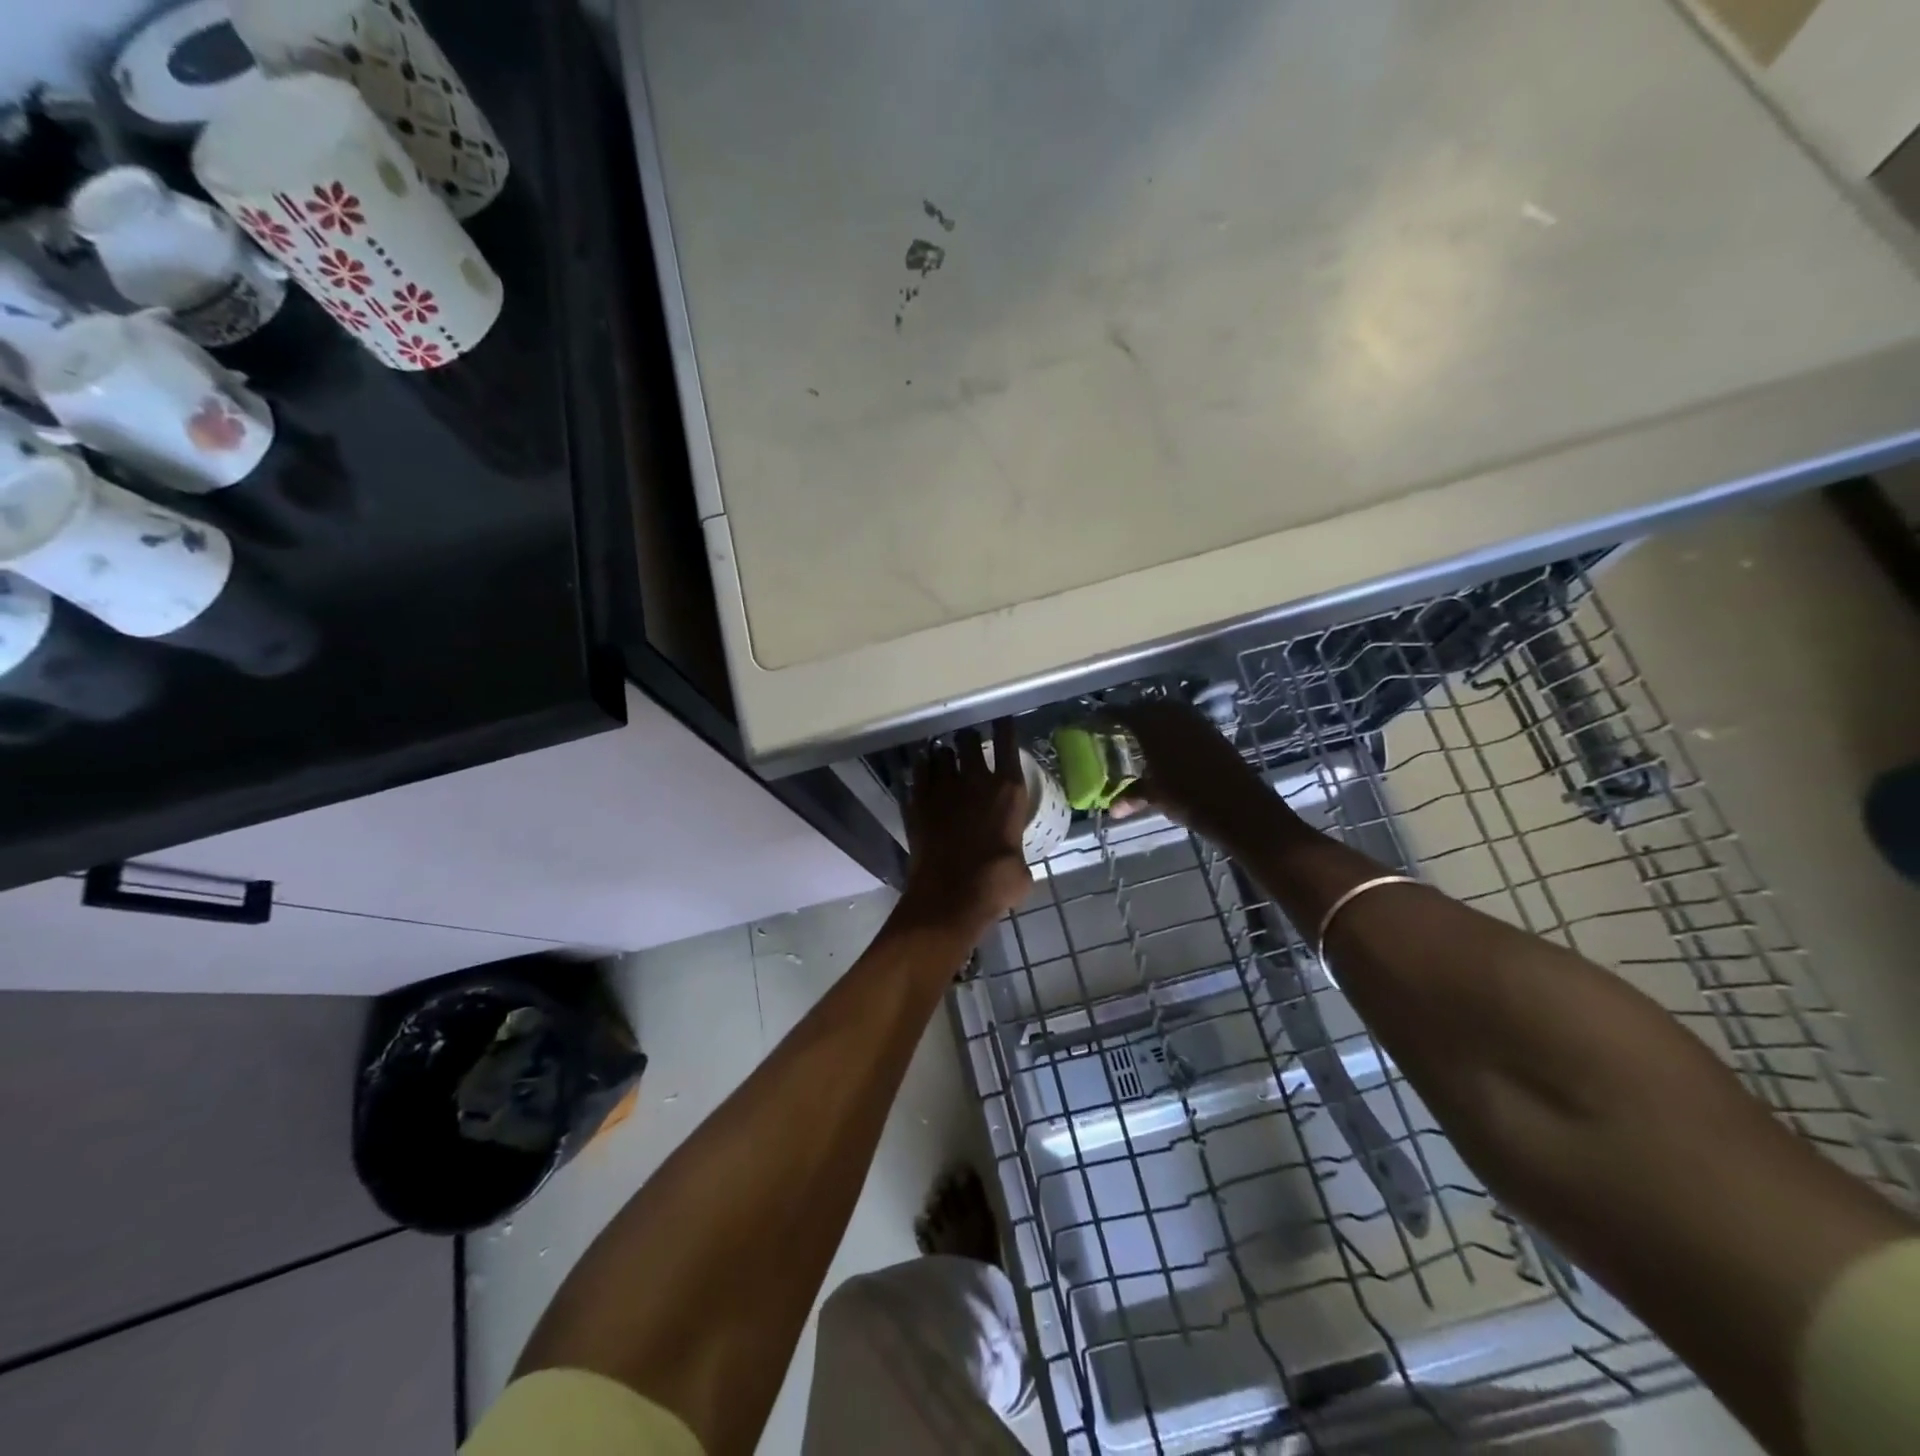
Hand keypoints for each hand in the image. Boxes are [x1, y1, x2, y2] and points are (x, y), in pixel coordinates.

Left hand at [898, 719, 1032, 934]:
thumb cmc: (998, 882)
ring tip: (942, 755)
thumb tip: (1013, 861)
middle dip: (967, 738)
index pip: (1007, 744)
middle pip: (968, 740)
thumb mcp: (1022, 869)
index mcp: (1008, 790)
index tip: (1001, 720)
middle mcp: (975, 780)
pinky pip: (917, 773)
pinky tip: (921, 772)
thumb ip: (1015, 852)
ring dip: (943, 753)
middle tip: (967, 741)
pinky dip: (920, 770)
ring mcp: (942, 789)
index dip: (1004, 728)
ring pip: (940, 753)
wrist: (952, 894)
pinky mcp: (917, 802)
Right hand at [1109, 699, 1297, 849]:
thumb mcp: (1155, 797)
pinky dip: (1172, 729)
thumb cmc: (1189, 799)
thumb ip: (1132, 796)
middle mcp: (1172, 716)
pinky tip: (1167, 746)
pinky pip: (1184, 722)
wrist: (1239, 807)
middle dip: (1130, 716)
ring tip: (1140, 736)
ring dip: (1153, 720)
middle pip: (1145, 708)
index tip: (1094, 721)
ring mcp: (1195, 722)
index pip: (1122, 713)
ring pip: (1166, 712)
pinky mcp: (1212, 731)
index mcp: (1152, 726)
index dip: (1106, 716)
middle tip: (1117, 729)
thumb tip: (1112, 808)